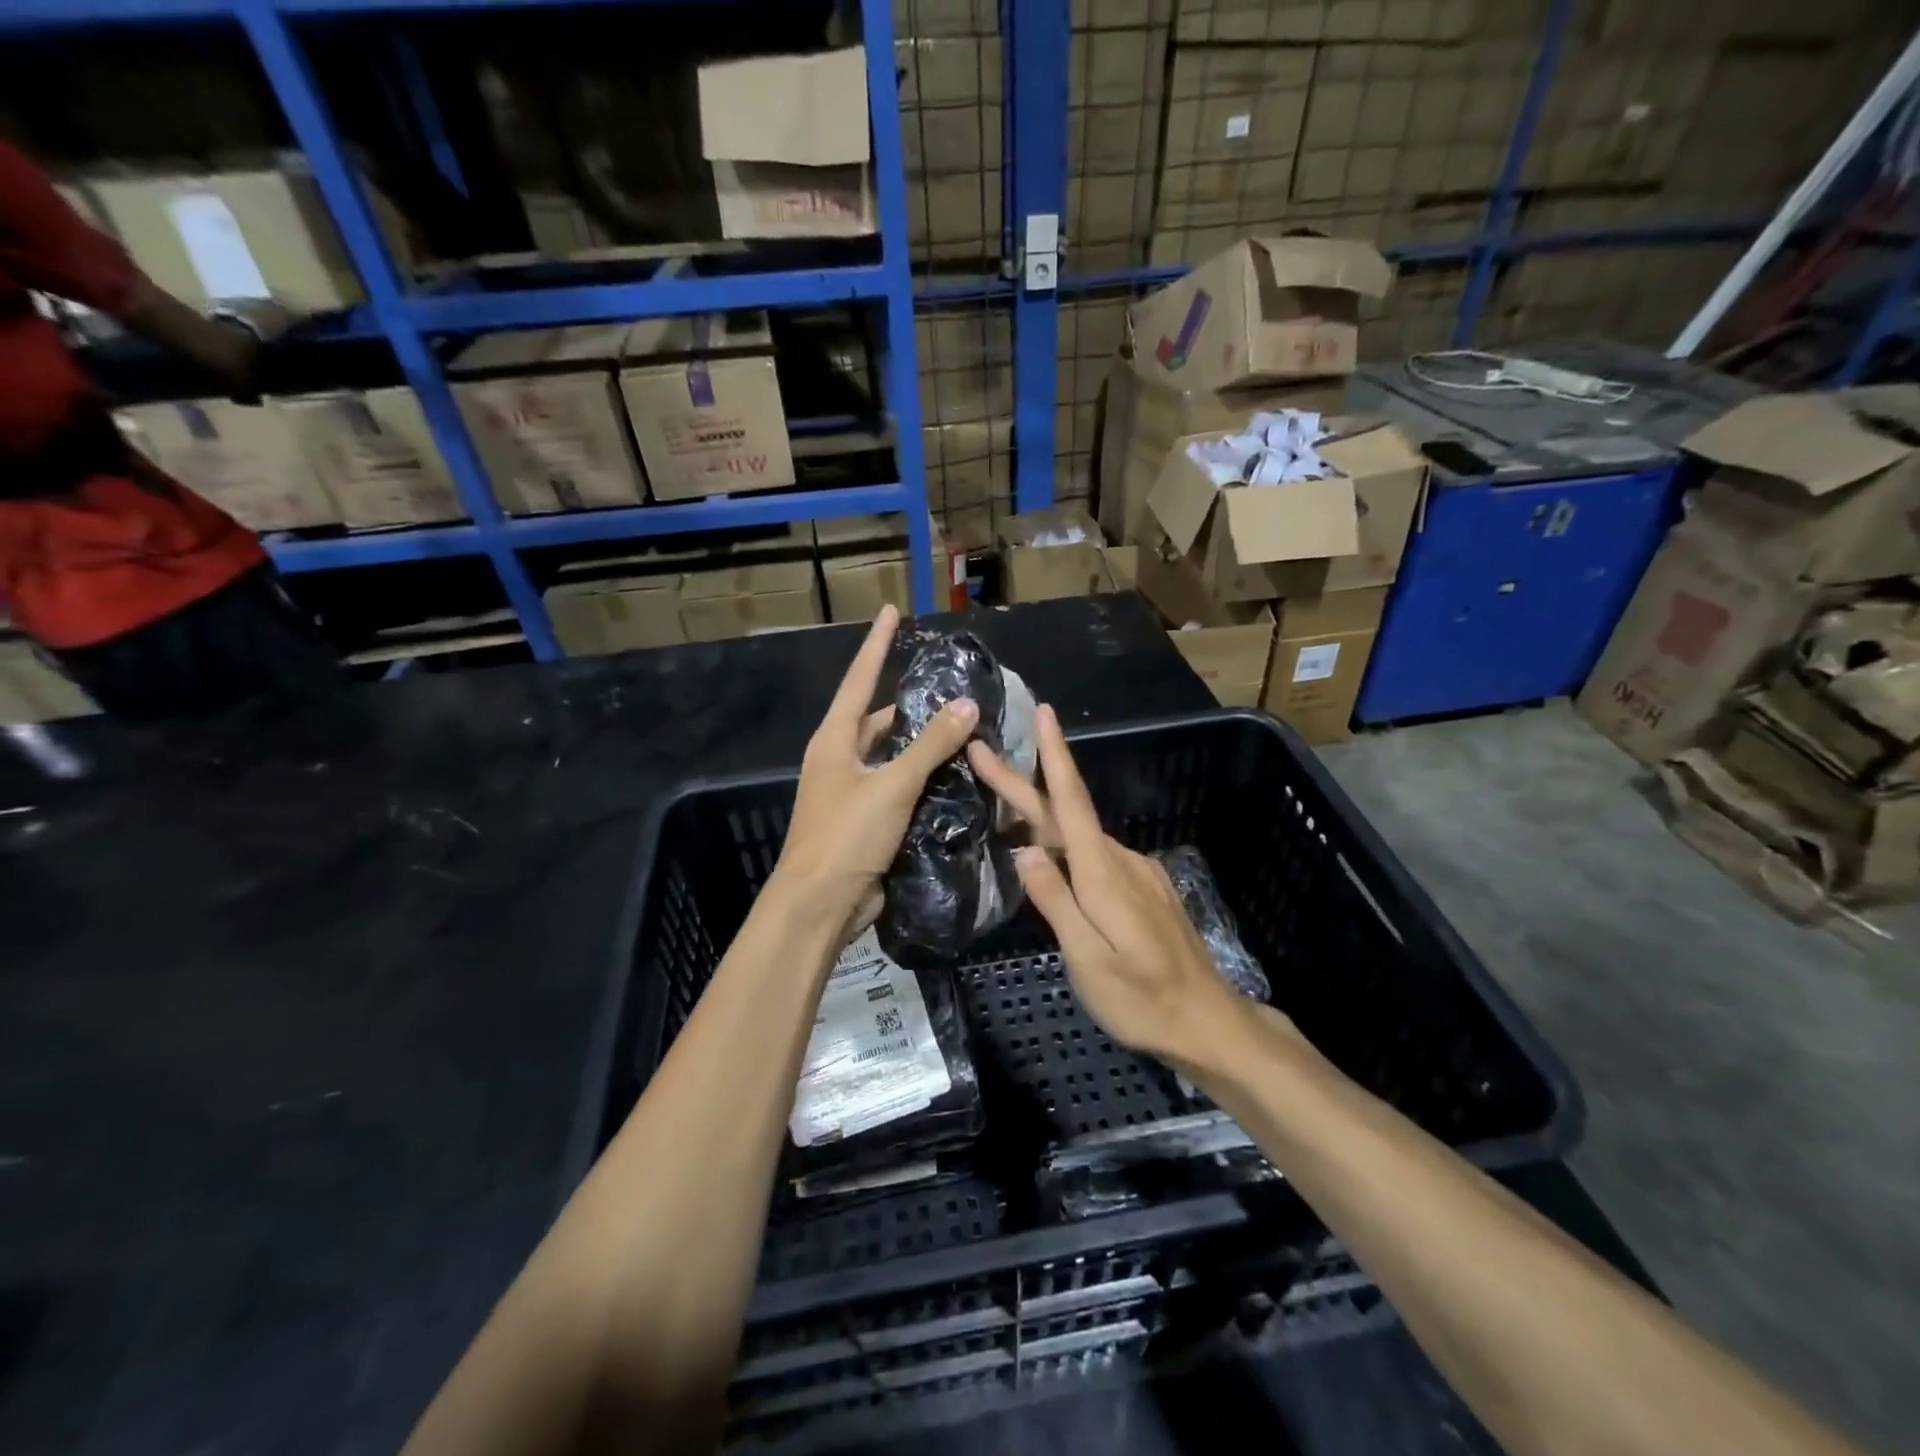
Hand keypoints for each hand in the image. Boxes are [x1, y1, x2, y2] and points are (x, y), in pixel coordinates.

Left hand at [774, 606, 979, 936]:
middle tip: (950, 689)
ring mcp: (851, 793)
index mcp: (834, 741)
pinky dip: (922, 780)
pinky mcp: (866, 822)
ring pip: (890, 757)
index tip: (891, 612)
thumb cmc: (846, 836)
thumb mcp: (891, 785)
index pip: (858, 680)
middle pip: (876, 720)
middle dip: (908, 705)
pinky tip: (953, 777)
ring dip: (920, 746)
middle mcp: (839, 761)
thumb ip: (930, 746)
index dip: (876, 645)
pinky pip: (898, 789)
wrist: (820, 905)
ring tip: (962, 730)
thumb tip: (966, 705)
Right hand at [969, 704, 1252, 1062]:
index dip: (1054, 754)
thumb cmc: (1142, 998)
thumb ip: (1056, 901)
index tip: (1043, 712)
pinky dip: (1068, 845)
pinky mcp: (1145, 888)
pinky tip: (1055, 859)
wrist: (1207, 1021)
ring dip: (1043, 818)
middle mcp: (1121, 859)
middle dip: (1023, 782)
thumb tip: (1026, 850)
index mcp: (1103, 872)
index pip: (1071, 801)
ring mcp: (1137, 872)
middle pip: (1066, 813)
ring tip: (1006, 812)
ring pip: (1080, 836)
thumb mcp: (1088, 959)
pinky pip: (1097, 857)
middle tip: (983, 756)